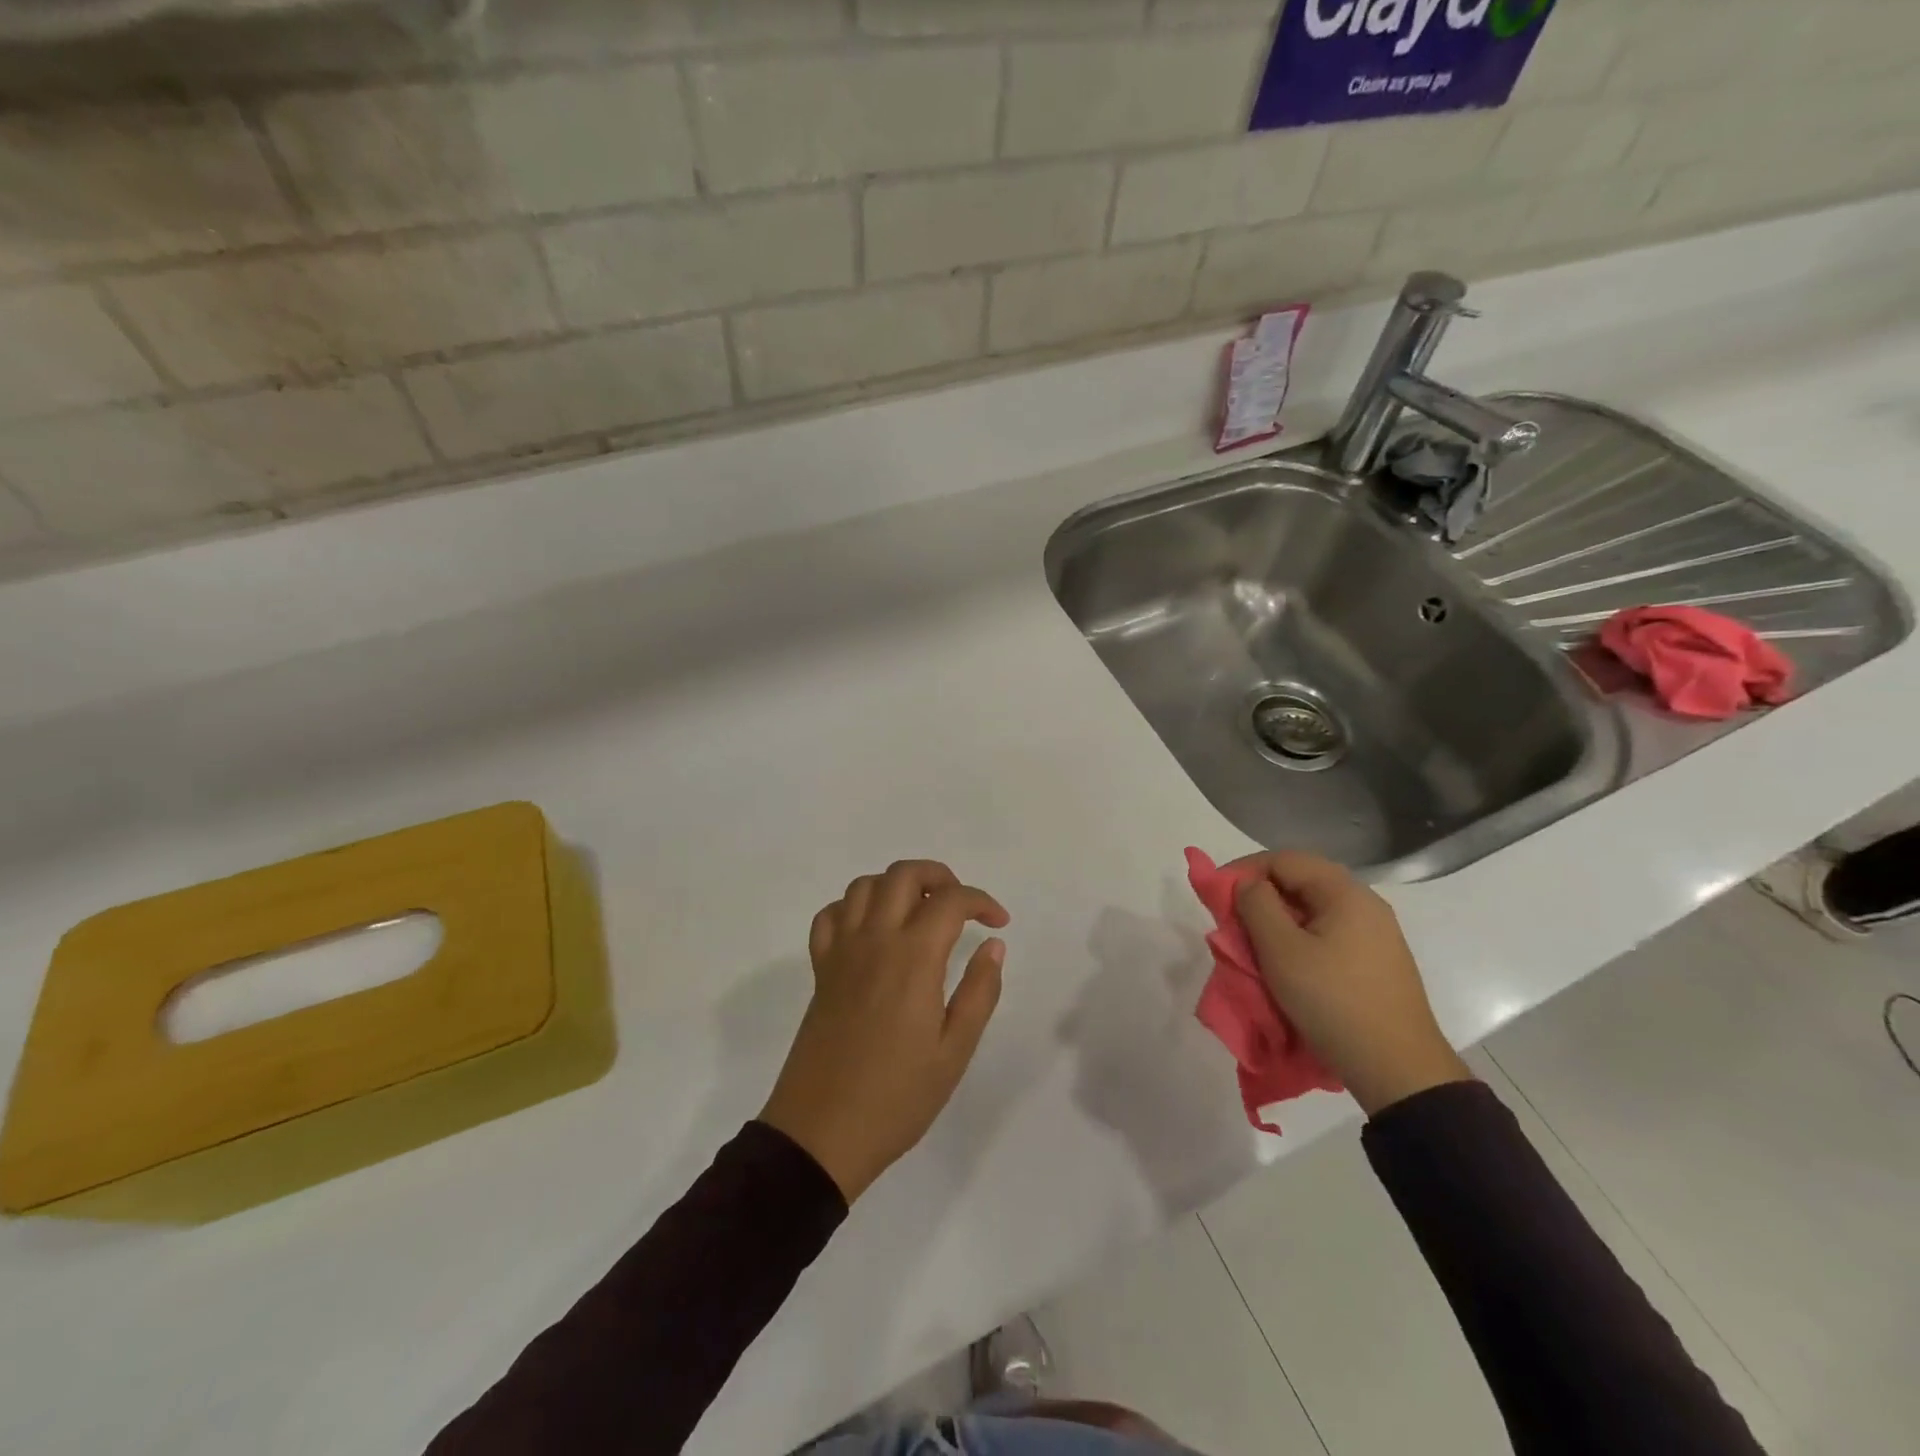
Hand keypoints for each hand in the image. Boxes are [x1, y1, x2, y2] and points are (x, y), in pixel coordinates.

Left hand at [759, 860, 1009, 1201]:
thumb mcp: (954, 1052)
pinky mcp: (820, 970)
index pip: (950, 900)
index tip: (999, 923)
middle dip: (939, 876)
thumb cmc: (896, 1098)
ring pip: (864, 886)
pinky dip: (853, 908)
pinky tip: (872, 931)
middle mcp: (874, 940)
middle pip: (903, 875)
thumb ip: (979, 992)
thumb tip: (993, 946)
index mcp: (913, 958)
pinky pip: (830, 916)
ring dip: (897, 886)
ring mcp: (841, 952)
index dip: (981, 901)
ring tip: (920, 913)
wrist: (821, 1133)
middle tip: (961, 907)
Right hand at [1231, 851, 1471, 1115]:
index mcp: (1345, 892)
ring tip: (1254, 942)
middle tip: (1233, 919)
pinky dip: (1299, 937)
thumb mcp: (1281, 951)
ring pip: (1314, 908)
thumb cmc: (1334, 1002)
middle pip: (1301, 879)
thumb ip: (1256, 906)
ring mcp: (1375, 932)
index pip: (1284, 859)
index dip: (1244, 870)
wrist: (1399, 1069)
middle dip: (1260, 894)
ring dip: (1278, 918)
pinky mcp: (1377, 960)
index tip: (1217, 896)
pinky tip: (1287, 961)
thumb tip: (1247, 884)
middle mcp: (1365, 903)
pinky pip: (1329, 932)